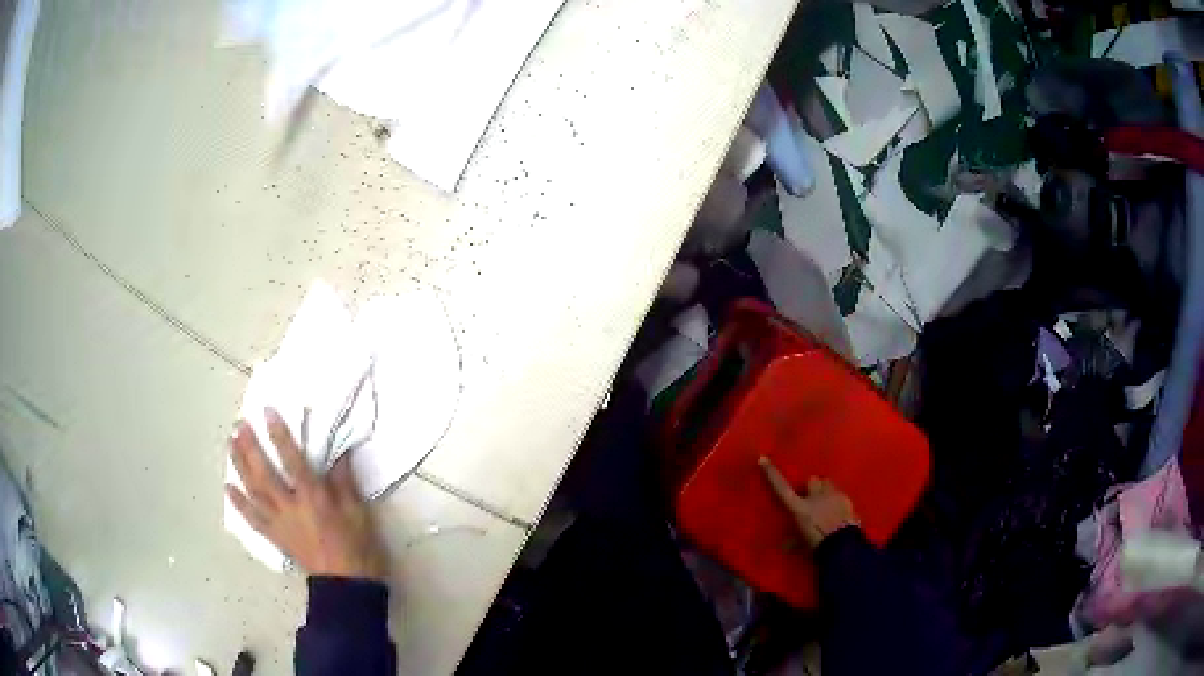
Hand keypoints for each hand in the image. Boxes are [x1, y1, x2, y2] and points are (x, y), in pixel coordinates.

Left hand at [227, 410, 389, 581]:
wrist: (347, 587)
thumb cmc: (358, 548)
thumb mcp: (358, 512)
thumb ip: (343, 481)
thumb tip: (337, 451)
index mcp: (314, 499)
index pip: (292, 461)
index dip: (279, 434)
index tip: (267, 412)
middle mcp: (290, 508)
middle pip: (264, 474)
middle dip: (250, 448)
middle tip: (239, 425)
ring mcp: (279, 524)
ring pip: (253, 492)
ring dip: (239, 467)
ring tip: (230, 444)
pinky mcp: (276, 537)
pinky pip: (253, 519)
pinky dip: (239, 503)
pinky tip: (228, 487)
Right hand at [758, 457, 859, 548]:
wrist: (843, 545)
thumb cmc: (818, 544)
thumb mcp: (802, 544)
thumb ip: (793, 541)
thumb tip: (783, 546)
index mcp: (800, 508)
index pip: (782, 488)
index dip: (772, 474)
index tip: (762, 459)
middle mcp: (815, 496)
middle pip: (812, 480)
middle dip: (812, 486)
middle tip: (812, 498)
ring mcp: (832, 495)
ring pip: (828, 483)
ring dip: (825, 490)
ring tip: (827, 503)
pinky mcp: (847, 498)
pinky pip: (840, 493)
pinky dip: (838, 499)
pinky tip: (839, 511)